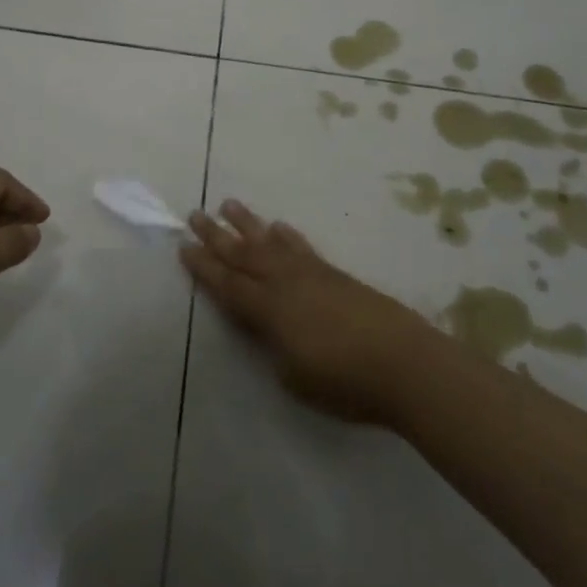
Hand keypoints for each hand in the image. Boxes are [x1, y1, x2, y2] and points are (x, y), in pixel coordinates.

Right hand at [180, 200, 440, 425]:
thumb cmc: (344, 382)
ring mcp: (310, 274)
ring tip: (228, 204)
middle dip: (216, 235)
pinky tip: (278, 225)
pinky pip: (300, 246)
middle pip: (242, 254)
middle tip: (194, 214)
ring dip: (247, 223)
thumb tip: (269, 331)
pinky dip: (286, 235)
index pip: (227, 285)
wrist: (403, 362)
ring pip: (269, 242)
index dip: (204, 268)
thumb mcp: (294, 377)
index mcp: (268, 311)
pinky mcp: (333, 273)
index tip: (184, 247)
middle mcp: (283, 283)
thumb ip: (274, 348)